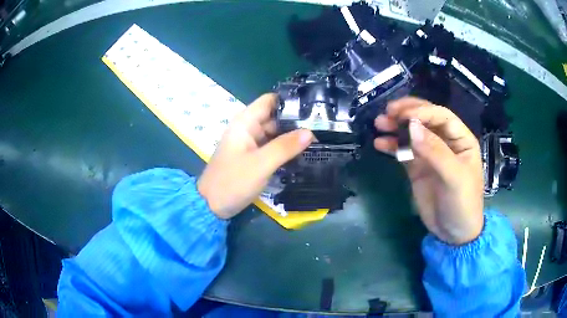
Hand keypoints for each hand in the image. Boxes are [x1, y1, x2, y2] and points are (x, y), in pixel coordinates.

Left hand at [198, 94, 314, 218]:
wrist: (211, 206)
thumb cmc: (232, 181)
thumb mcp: (261, 164)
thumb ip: (285, 147)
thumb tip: (310, 132)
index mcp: (245, 122)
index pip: (269, 101)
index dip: (290, 101)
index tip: (313, 106)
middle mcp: (248, 128)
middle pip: (274, 117)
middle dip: (296, 120)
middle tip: (322, 125)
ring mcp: (250, 143)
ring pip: (274, 133)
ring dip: (292, 135)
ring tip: (319, 136)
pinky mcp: (252, 157)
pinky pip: (271, 147)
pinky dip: (285, 148)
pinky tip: (303, 151)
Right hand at [374, 97, 483, 244]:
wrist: (454, 234)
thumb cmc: (462, 203)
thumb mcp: (454, 177)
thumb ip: (435, 151)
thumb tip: (411, 126)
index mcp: (461, 139)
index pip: (441, 116)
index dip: (422, 111)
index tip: (402, 114)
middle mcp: (445, 142)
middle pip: (425, 119)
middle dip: (406, 113)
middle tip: (387, 112)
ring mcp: (430, 154)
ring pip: (412, 133)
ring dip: (396, 127)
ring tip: (379, 124)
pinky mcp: (418, 167)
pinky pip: (404, 151)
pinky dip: (392, 146)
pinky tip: (380, 144)